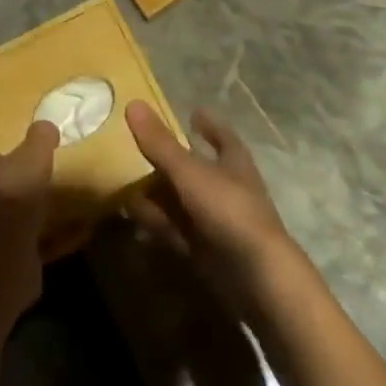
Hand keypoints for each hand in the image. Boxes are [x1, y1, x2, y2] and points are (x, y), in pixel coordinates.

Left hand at [0, 102, 59, 313]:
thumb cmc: (8, 204)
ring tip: (73, 163)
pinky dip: (63, 226)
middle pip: (3, 154)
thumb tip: (47, 126)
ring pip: (25, 191)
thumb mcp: (29, 161)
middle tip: (52, 118)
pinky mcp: (17, 245)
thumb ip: (40, 138)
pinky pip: (44, 229)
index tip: (9, 83)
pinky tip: (88, 218)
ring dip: (46, 184)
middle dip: (26, 141)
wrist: (1, 274)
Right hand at [125, 101, 300, 310]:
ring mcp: (219, 223)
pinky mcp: (208, 253)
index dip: (209, 124)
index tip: (193, 112)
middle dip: (171, 160)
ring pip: (184, 201)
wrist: (259, 282)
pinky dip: (157, 223)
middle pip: (197, 168)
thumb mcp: (190, 172)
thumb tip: (133, 104)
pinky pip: (177, 231)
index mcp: (234, 161)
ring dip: (159, 194)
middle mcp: (228, 188)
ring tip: (126, 183)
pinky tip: (134, 217)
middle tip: (141, 147)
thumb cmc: (229, 211)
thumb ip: (160, 143)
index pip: (222, 135)